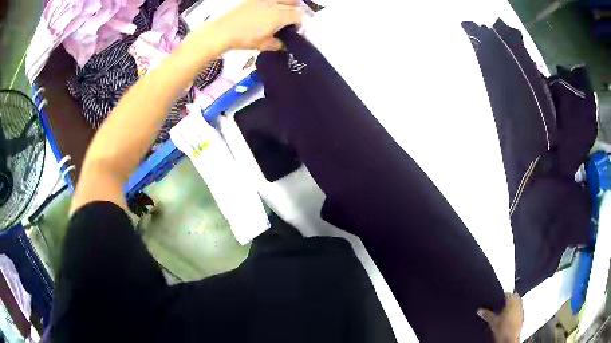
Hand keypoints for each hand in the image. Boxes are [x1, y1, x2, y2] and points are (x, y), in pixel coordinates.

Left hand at [206, 0, 303, 50]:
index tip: (296, 29)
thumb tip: (284, 45)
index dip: (299, 23)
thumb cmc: (242, 38)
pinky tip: (267, 9)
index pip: (298, 16)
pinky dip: (272, 3)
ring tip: (281, 11)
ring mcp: (263, 0)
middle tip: (291, 18)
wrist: (222, 31)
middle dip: (296, 10)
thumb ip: (277, 44)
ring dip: (286, 3)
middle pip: (293, 3)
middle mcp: (273, 4)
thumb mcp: (262, 45)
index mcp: (279, 16)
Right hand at [478, 293, 523, 342]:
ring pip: (515, 306)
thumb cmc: (504, 329)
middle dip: (506, 303)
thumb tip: (480, 310)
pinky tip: (506, 321)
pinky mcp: (522, 318)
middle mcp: (519, 303)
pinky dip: (512, 315)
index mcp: (513, 299)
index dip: (500, 297)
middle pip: (512, 299)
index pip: (507, 293)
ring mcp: (522, 310)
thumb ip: (487, 314)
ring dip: (509, 309)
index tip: (496, 300)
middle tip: (498, 307)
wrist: (509, 339)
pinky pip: (517, 313)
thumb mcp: (492, 321)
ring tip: (501, 315)